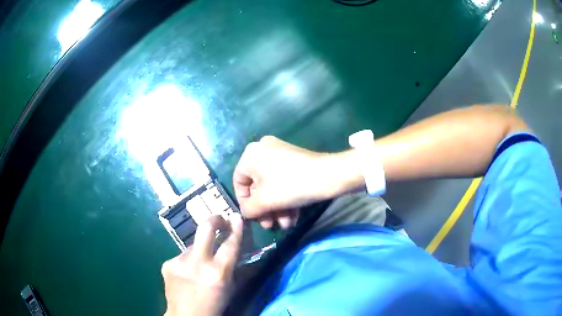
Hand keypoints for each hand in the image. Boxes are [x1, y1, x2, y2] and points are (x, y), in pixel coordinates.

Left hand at [161, 214, 242, 315]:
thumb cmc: (214, 306)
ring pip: (193, 245)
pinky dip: (188, 261)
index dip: (236, 228)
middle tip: (220, 220)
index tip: (236, 216)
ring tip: (200, 266)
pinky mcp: (167, 263)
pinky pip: (182, 256)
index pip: (230, 243)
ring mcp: (179, 262)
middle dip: (215, 219)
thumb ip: (235, 268)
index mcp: (218, 272)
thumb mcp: (231, 289)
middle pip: (206, 228)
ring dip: (200, 250)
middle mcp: (198, 263)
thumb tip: (238, 247)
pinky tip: (187, 274)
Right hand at [233, 136, 332, 228]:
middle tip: (270, 225)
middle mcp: (263, 150)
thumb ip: (249, 209)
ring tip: (285, 225)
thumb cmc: (291, 186)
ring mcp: (280, 154)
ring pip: (272, 186)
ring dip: (277, 208)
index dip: (244, 202)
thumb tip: (246, 212)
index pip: (239, 181)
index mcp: (251, 154)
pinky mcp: (295, 161)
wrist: (330, 175)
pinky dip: (286, 199)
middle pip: (257, 186)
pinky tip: (293, 218)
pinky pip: (284, 181)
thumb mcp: (265, 201)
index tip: (254, 217)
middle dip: (265, 209)